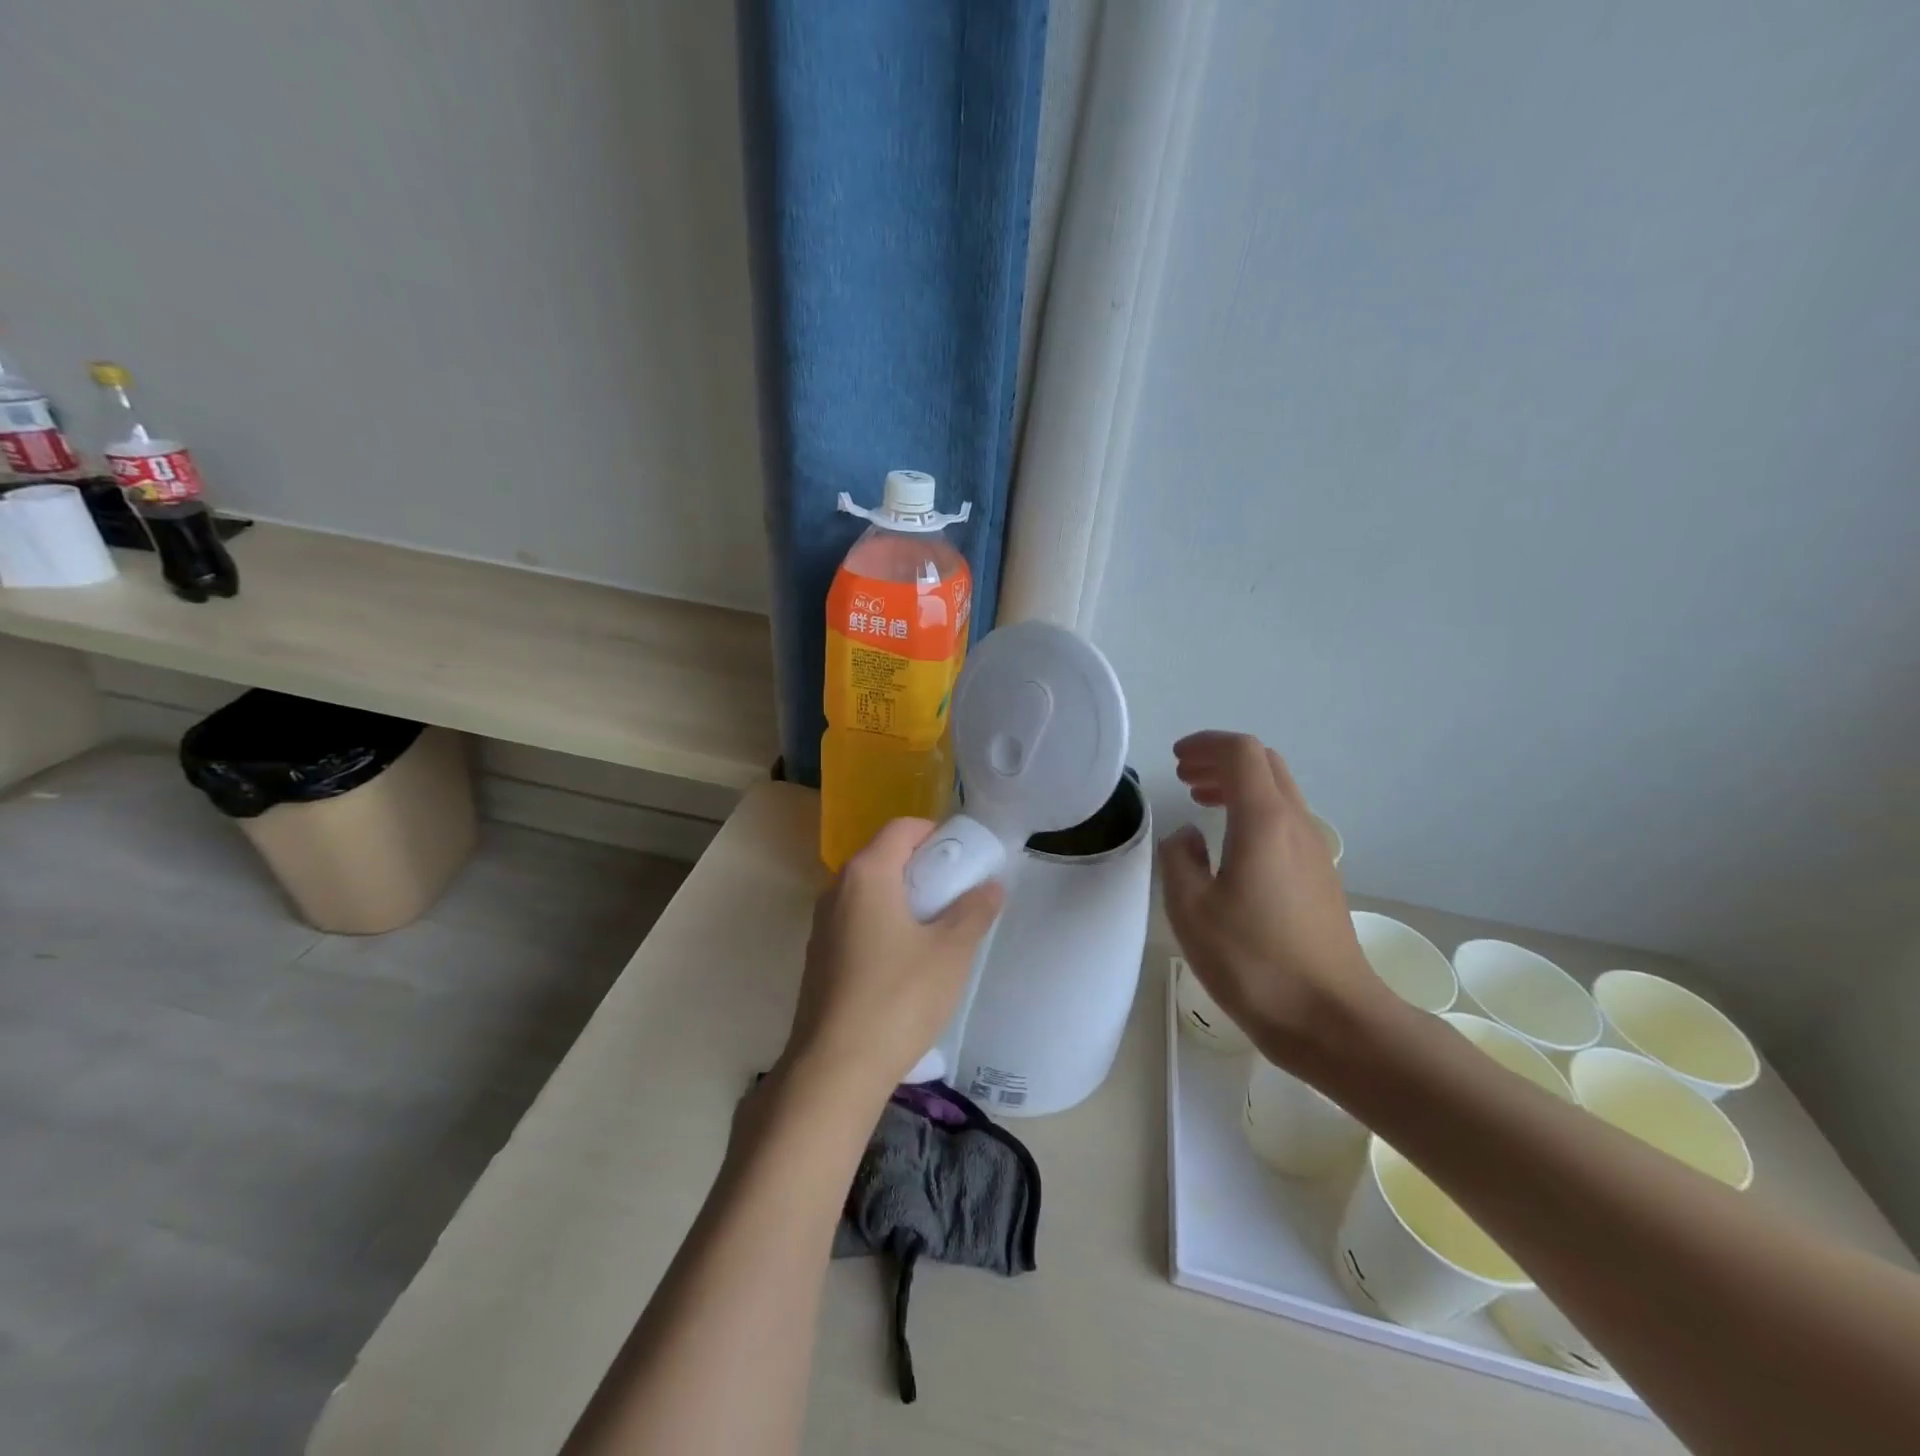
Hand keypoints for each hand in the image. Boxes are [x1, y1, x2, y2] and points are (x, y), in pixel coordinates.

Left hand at [781, 818, 1004, 1107]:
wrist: (835, 1069)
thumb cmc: (898, 998)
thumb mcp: (950, 952)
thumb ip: (974, 910)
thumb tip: (990, 885)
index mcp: (866, 874)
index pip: (902, 828)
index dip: (937, 834)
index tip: (965, 860)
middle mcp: (837, 889)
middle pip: (884, 857)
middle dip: (924, 868)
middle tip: (959, 895)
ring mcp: (823, 925)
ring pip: (870, 892)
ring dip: (905, 899)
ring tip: (938, 930)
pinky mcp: (820, 958)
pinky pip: (858, 922)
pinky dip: (885, 924)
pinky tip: (907, 962)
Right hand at [1159, 732, 1384, 1069]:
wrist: (1332, 1019)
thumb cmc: (1254, 962)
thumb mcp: (1191, 910)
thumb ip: (1179, 860)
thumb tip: (1186, 837)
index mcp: (1264, 822)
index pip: (1241, 753)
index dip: (1206, 744)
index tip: (1176, 759)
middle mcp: (1296, 825)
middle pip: (1265, 764)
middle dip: (1222, 759)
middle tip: (1185, 776)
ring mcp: (1315, 851)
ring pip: (1278, 792)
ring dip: (1239, 785)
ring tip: (1201, 801)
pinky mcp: (1320, 878)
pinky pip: (1286, 821)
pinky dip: (1254, 811)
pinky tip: (1230, 845)